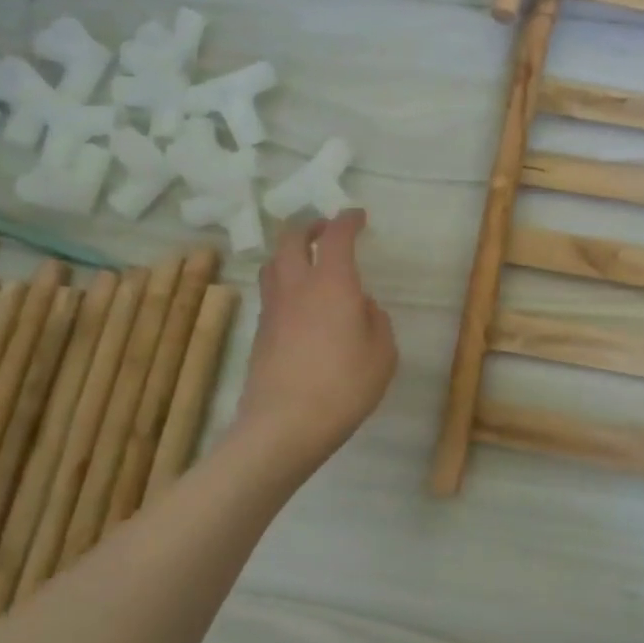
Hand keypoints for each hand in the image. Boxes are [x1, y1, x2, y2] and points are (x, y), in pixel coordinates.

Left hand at [231, 211, 397, 472]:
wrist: (284, 425)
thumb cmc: (344, 386)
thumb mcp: (383, 354)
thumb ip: (376, 321)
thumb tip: (362, 306)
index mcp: (332, 284)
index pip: (336, 236)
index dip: (347, 220)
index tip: (358, 216)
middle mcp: (297, 287)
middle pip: (291, 239)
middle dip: (309, 226)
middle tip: (326, 231)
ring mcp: (273, 309)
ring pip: (273, 263)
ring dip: (289, 253)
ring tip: (306, 262)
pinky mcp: (260, 333)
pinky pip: (270, 293)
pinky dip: (284, 284)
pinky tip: (299, 304)